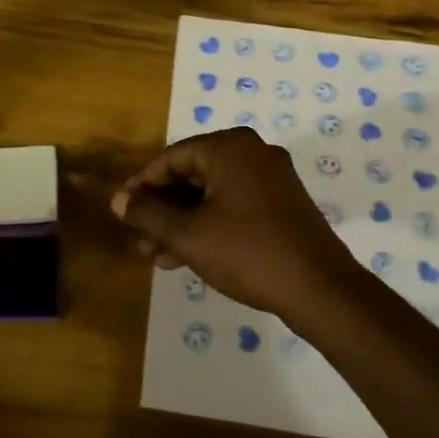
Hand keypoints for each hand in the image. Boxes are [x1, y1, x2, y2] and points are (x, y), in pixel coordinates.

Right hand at [111, 127, 362, 328]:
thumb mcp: (187, 234)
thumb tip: (118, 200)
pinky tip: (187, 256)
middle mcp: (253, 153)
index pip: (171, 158)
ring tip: (157, 255)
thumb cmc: (247, 252)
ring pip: (212, 194)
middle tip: (139, 238)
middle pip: (192, 175)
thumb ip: (148, 213)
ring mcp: (272, 178)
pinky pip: (234, 205)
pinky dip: (209, 225)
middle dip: (162, 209)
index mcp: (230, 148)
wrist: (320, 289)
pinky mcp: (283, 204)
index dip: (142, 186)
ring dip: (182, 222)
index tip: (122, 212)